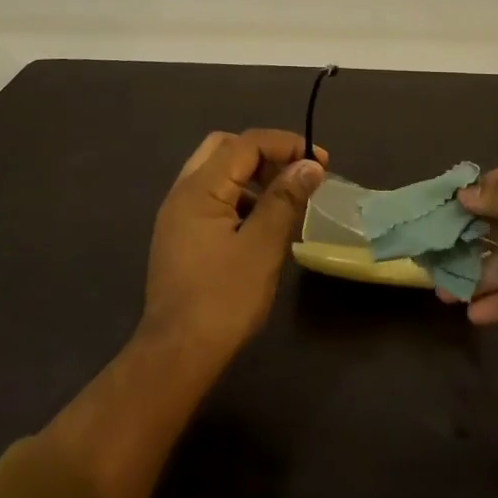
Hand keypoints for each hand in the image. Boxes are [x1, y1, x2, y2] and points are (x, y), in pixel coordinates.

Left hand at [140, 129, 325, 369]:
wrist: (177, 355)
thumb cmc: (223, 298)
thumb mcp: (263, 246)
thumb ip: (285, 199)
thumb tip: (309, 165)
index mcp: (200, 187)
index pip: (247, 143)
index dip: (286, 144)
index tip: (321, 162)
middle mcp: (183, 191)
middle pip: (226, 147)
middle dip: (265, 153)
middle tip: (295, 174)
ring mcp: (177, 214)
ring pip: (216, 172)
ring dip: (251, 175)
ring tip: (283, 200)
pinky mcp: (179, 235)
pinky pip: (211, 197)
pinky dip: (238, 196)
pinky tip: (259, 225)